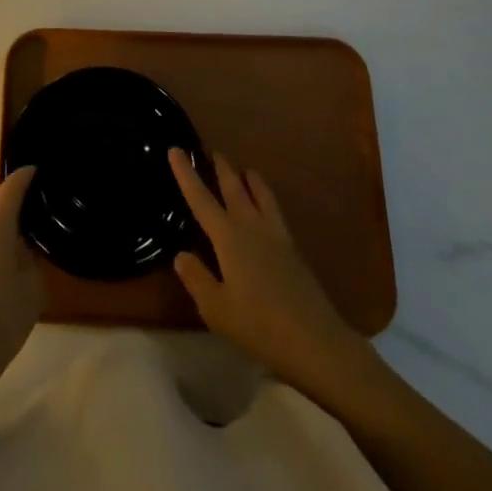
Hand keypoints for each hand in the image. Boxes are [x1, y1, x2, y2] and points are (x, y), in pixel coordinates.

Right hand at [169, 149, 364, 398]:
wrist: (315, 341)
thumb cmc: (259, 326)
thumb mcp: (215, 309)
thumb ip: (196, 278)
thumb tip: (181, 254)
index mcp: (228, 238)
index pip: (200, 199)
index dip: (186, 174)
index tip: (176, 149)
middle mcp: (251, 227)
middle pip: (234, 187)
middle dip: (221, 168)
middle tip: (212, 150)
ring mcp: (276, 235)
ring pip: (260, 193)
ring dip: (249, 178)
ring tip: (243, 169)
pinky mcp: (293, 249)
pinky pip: (274, 209)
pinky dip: (265, 196)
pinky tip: (265, 206)